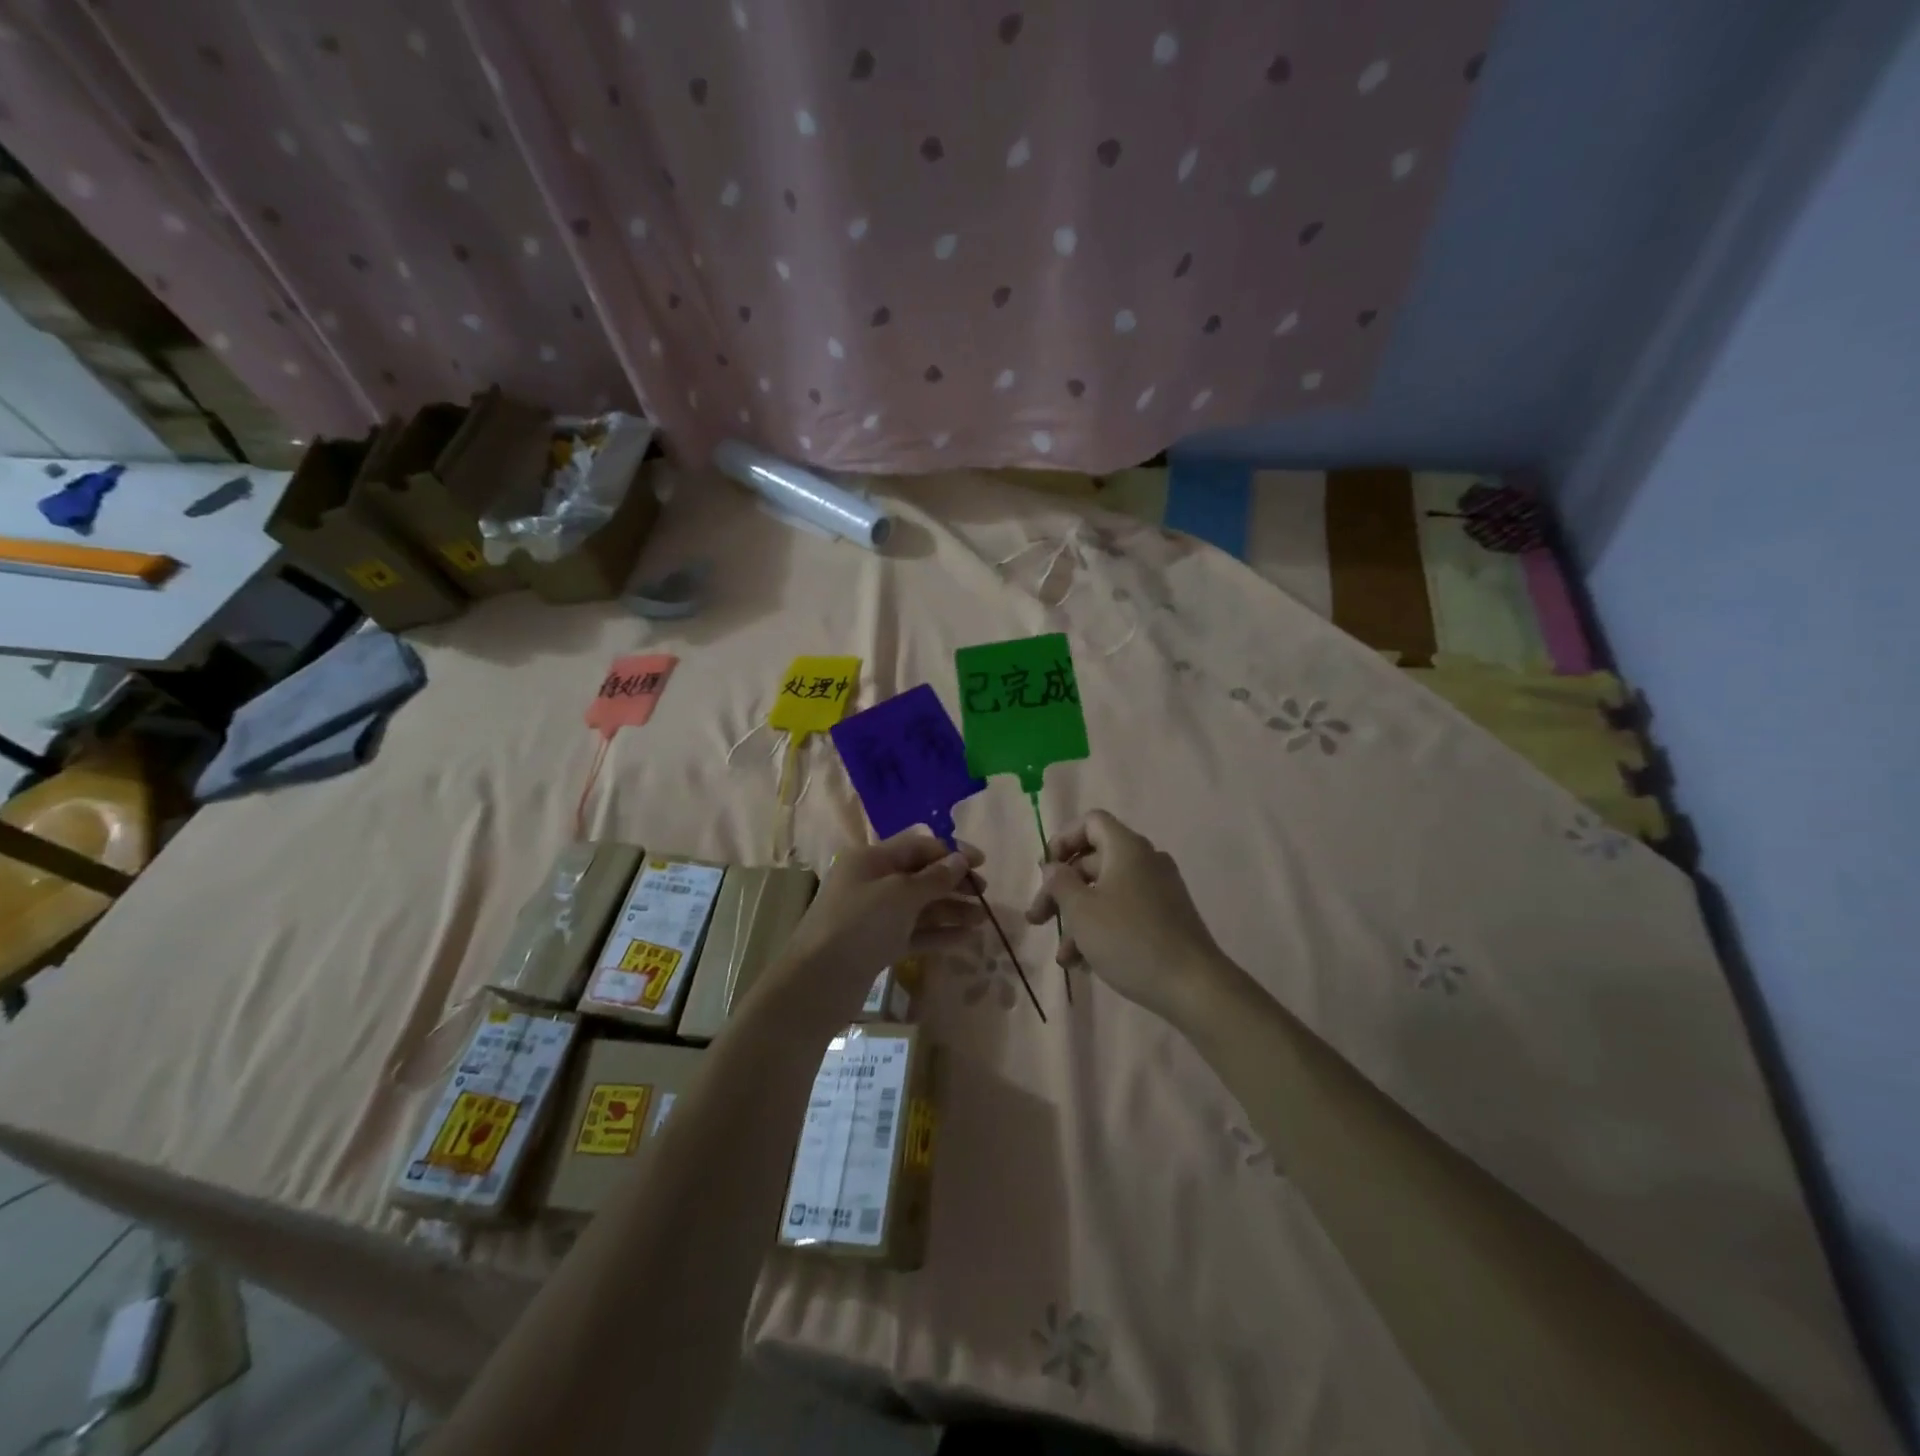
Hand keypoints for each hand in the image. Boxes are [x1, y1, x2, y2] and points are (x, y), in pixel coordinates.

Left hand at [778, 830, 984, 1008]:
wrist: (818, 982)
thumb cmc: (859, 925)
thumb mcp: (900, 895)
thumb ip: (934, 878)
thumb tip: (960, 860)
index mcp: (872, 859)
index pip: (918, 846)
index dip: (951, 852)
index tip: (981, 863)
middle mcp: (873, 882)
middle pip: (920, 875)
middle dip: (954, 882)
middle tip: (984, 894)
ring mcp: (875, 915)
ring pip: (920, 906)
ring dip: (951, 909)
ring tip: (982, 920)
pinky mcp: (878, 944)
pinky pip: (914, 932)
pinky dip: (938, 934)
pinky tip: (965, 939)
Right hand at [1025, 810, 1230, 1027]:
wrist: (1193, 986)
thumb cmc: (1129, 939)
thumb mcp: (1081, 910)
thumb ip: (1059, 883)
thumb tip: (1053, 867)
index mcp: (1126, 848)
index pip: (1091, 822)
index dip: (1062, 840)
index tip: (1045, 871)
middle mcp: (1145, 861)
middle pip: (1092, 861)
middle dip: (1060, 890)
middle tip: (1038, 919)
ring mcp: (1159, 891)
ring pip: (1106, 892)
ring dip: (1077, 919)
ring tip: (1062, 957)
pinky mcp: (1166, 919)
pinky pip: (1124, 912)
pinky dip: (1101, 929)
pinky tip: (1084, 963)